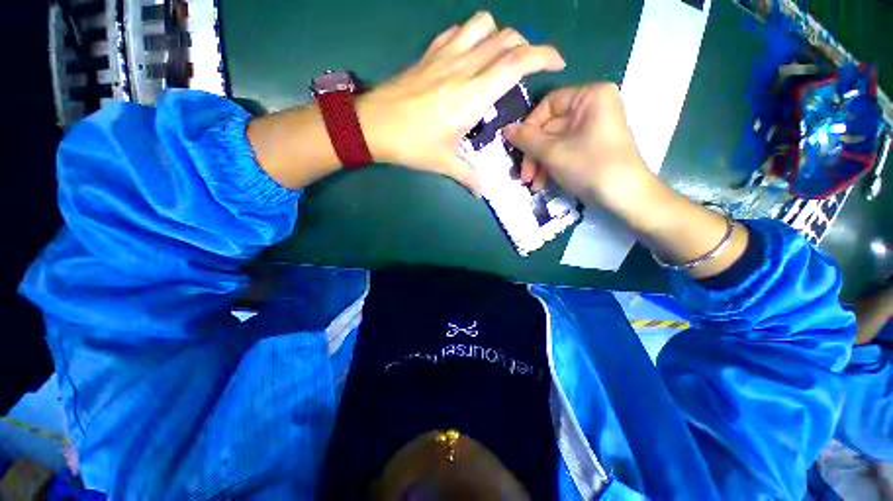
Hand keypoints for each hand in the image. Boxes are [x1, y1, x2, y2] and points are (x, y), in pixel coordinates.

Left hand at [357, 12, 564, 194]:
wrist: (372, 125)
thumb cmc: (411, 145)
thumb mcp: (443, 163)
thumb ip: (468, 177)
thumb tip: (483, 192)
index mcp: (472, 95)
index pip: (517, 62)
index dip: (544, 56)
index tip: (558, 63)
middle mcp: (463, 67)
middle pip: (506, 38)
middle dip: (526, 46)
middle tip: (527, 68)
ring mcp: (444, 55)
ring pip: (483, 24)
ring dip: (498, 35)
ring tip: (499, 58)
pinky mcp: (429, 54)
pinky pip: (457, 30)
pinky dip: (471, 35)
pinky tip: (469, 55)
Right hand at [503, 83, 653, 212]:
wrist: (624, 196)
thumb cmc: (589, 166)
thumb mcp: (553, 152)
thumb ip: (526, 139)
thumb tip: (505, 129)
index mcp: (590, 96)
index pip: (548, 104)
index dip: (530, 127)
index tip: (518, 148)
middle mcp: (592, 107)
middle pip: (549, 128)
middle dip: (534, 155)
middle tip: (525, 176)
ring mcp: (592, 129)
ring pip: (554, 143)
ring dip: (539, 164)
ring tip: (533, 184)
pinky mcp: (590, 147)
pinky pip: (563, 151)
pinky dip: (551, 167)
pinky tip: (543, 184)